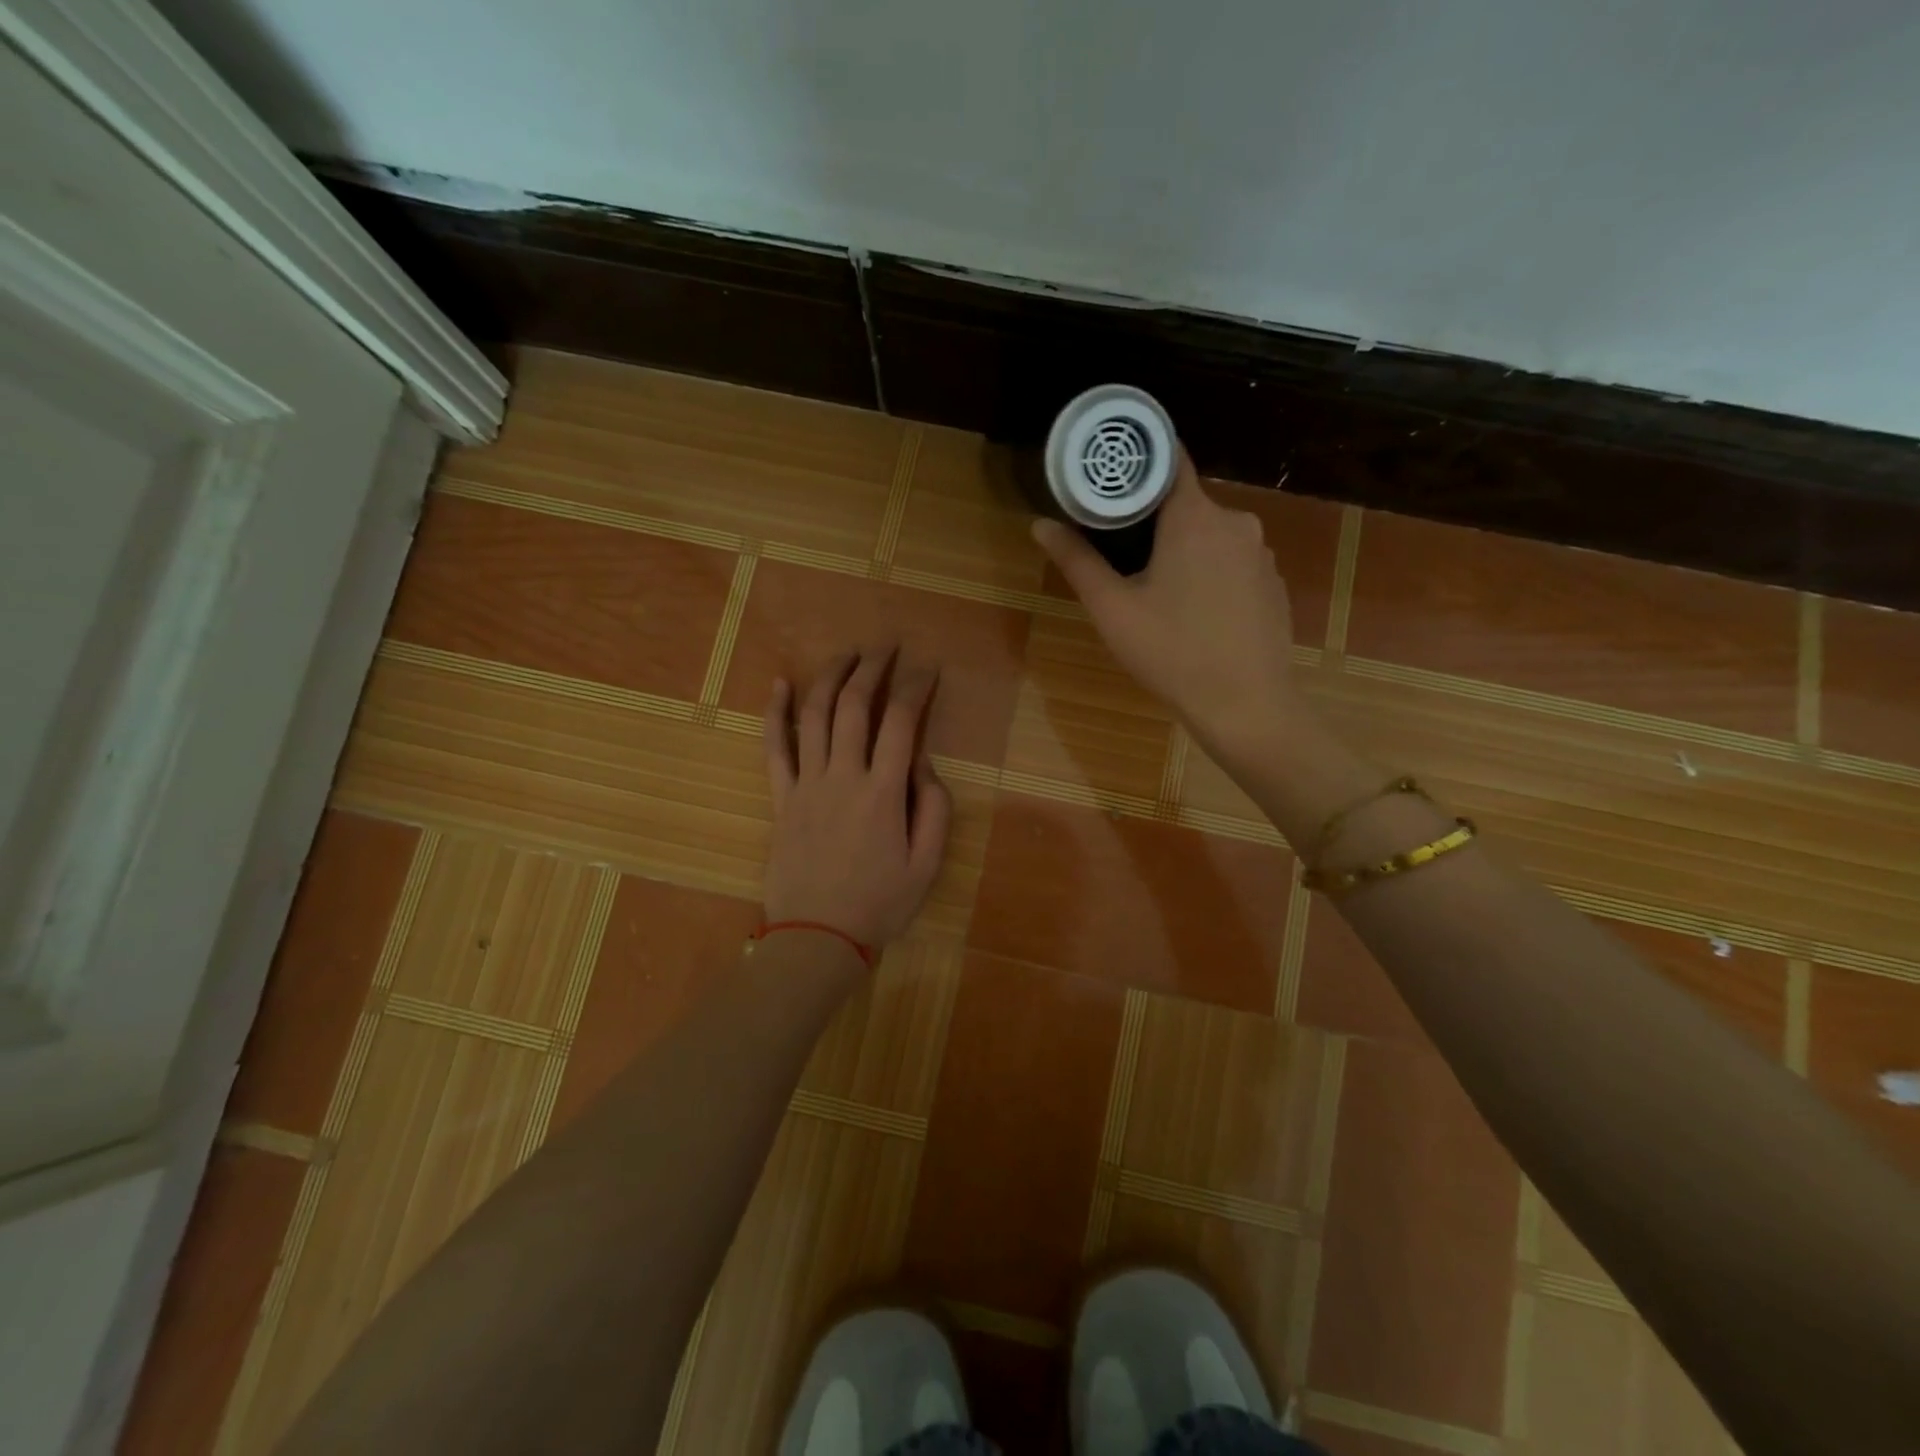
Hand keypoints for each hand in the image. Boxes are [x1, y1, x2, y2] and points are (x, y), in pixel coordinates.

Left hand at [761, 647, 951, 950]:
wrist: (817, 938)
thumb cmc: (879, 905)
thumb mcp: (927, 865)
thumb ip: (934, 809)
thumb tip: (923, 764)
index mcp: (884, 792)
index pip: (901, 722)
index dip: (916, 687)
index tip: (928, 669)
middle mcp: (844, 776)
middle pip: (854, 706)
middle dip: (873, 669)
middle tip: (886, 647)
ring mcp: (807, 784)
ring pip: (814, 715)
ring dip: (831, 678)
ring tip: (847, 654)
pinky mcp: (782, 798)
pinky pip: (775, 747)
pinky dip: (775, 712)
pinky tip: (780, 683)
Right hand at [1032, 452, 1301, 756]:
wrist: (1247, 705)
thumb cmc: (1172, 652)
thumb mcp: (1113, 609)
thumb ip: (1077, 561)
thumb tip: (1041, 524)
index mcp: (1195, 517)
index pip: (1169, 459)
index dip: (1138, 461)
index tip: (1110, 474)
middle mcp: (1236, 522)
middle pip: (1187, 502)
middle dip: (1154, 519)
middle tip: (1120, 549)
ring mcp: (1261, 553)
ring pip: (1211, 534)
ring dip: (1183, 549)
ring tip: (1155, 586)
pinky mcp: (1273, 583)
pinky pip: (1233, 561)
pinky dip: (1211, 572)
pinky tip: (1195, 610)